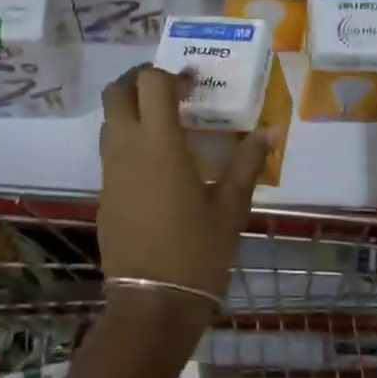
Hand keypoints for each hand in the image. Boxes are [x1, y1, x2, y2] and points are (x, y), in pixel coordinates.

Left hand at [99, 66, 271, 307]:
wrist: (153, 302)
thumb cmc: (197, 250)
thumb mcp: (231, 206)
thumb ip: (247, 162)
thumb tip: (271, 131)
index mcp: (159, 144)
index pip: (150, 83)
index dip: (171, 75)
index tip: (195, 85)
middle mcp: (126, 149)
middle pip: (116, 93)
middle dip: (139, 81)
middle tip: (171, 92)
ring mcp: (110, 173)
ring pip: (109, 122)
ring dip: (132, 111)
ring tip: (167, 125)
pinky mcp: (105, 195)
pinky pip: (111, 152)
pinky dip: (129, 141)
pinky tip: (158, 165)